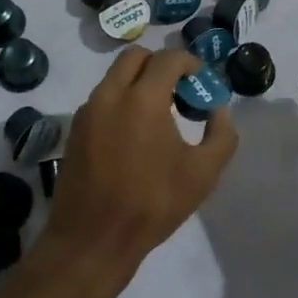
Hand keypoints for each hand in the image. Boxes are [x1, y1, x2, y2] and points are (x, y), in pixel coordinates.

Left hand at [43, 46, 236, 288]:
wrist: (93, 240)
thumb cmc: (152, 204)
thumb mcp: (203, 173)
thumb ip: (221, 134)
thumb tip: (218, 109)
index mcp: (143, 98)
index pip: (168, 58)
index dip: (190, 63)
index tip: (201, 82)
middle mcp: (111, 94)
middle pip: (135, 56)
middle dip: (160, 64)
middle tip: (178, 90)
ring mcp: (88, 110)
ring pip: (115, 76)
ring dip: (139, 82)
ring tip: (159, 114)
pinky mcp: (76, 128)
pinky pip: (103, 98)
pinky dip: (121, 100)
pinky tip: (134, 134)